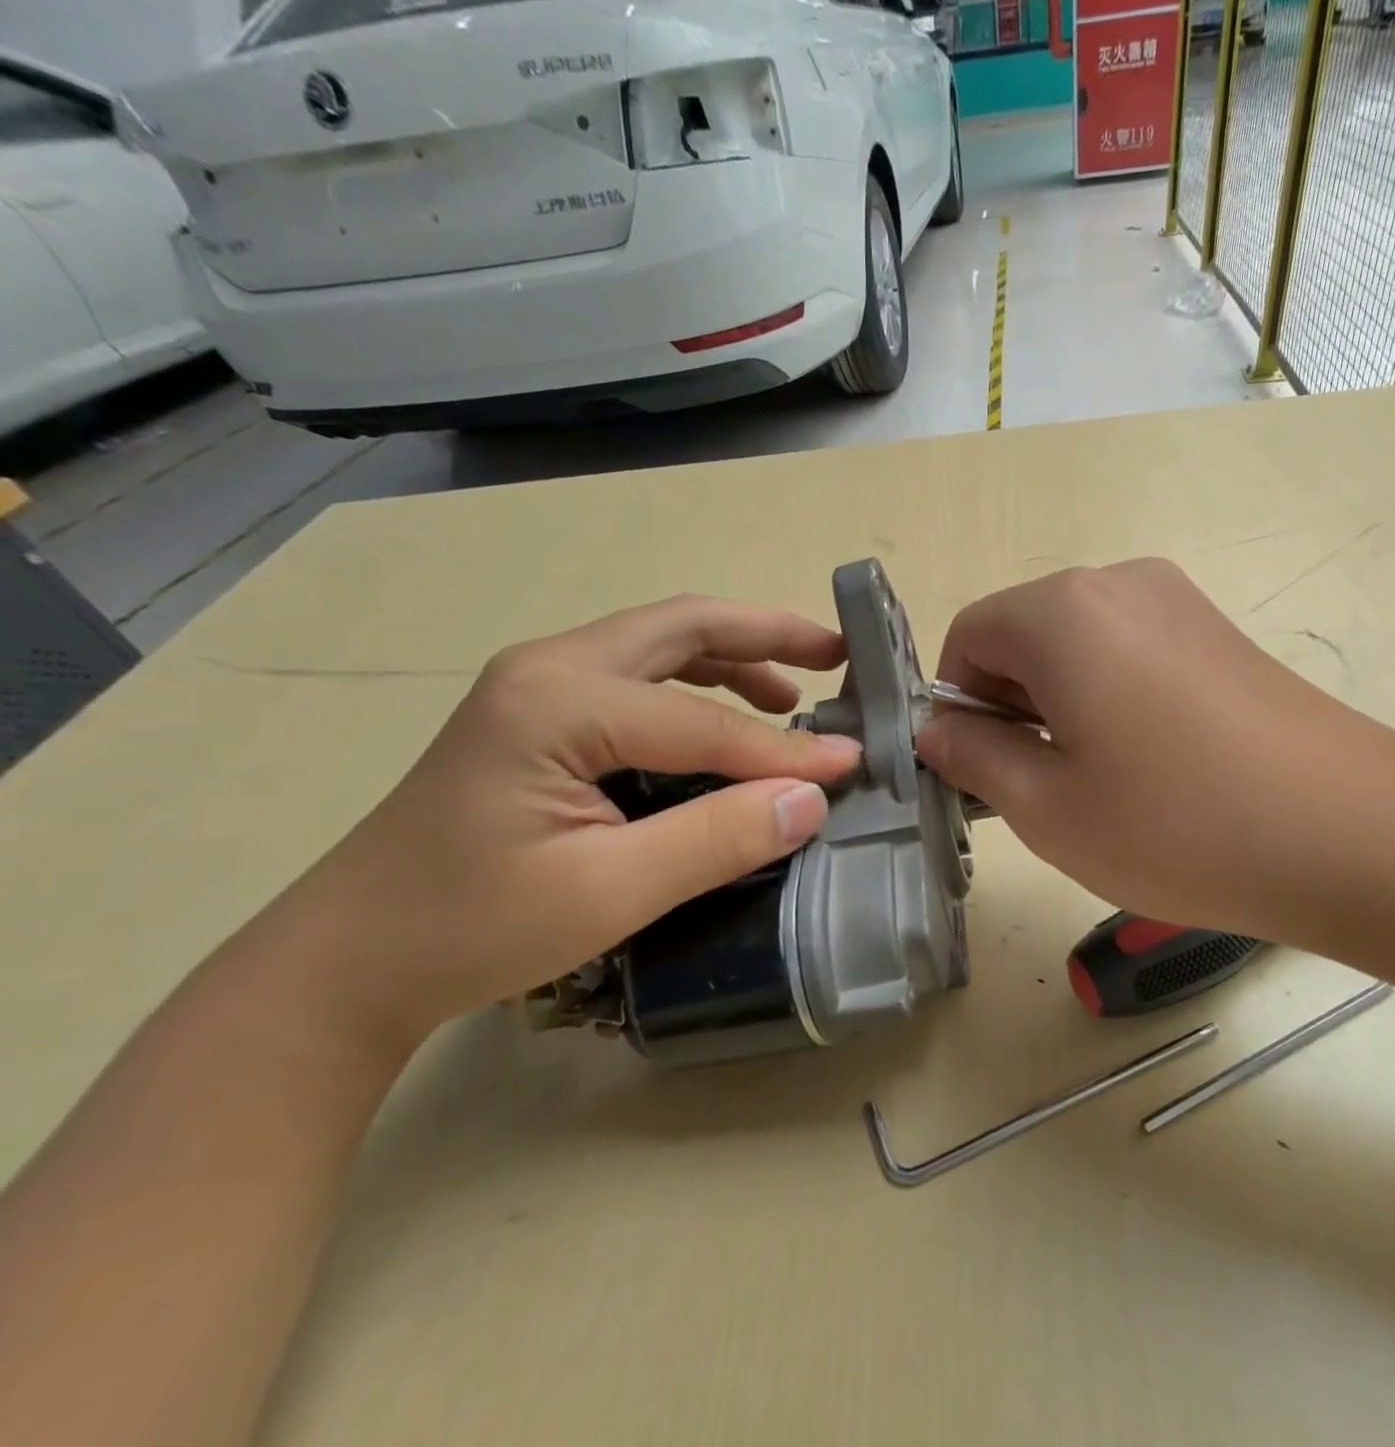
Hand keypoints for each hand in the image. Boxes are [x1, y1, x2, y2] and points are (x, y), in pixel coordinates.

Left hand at [248, 598, 861, 1046]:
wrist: (349, 960)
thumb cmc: (471, 928)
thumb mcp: (608, 892)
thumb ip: (717, 838)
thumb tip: (813, 799)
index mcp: (558, 701)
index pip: (702, 720)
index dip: (783, 750)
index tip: (854, 764)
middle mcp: (550, 668)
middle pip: (683, 626)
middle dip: (768, 633)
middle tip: (838, 653)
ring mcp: (539, 684)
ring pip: (661, 643)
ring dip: (735, 654)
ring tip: (797, 687)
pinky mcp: (540, 714)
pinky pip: (640, 676)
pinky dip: (699, 684)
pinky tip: (730, 715)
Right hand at [914, 559, 1394, 943]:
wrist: (1355, 834)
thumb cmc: (1178, 825)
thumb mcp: (1046, 807)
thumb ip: (973, 758)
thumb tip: (938, 731)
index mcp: (1062, 611)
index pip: (967, 636)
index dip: (957, 705)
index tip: (983, 770)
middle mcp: (1117, 583)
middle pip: (1022, 634)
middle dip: (1009, 705)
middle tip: (1040, 786)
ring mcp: (1178, 601)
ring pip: (1076, 645)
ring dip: (1059, 705)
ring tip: (1100, 781)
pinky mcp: (1218, 630)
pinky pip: (1129, 652)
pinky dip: (1109, 698)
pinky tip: (1150, 763)